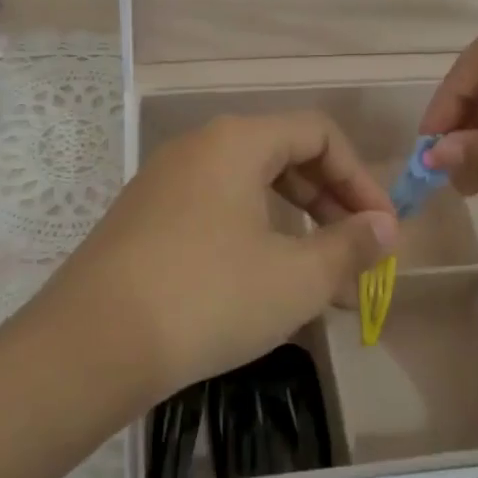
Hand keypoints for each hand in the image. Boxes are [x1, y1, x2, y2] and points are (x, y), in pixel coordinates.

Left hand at [39, 112, 397, 401]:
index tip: (382, 229)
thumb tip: (386, 227)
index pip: (318, 133)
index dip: (360, 178)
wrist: (91, 344)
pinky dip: (253, 234)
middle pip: (283, 154)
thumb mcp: (294, 278)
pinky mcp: (144, 216)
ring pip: (248, 186)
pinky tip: (262, 281)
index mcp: (236, 141)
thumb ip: (349, 246)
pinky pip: (215, 208)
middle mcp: (198, 147)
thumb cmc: (208, 298)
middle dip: (329, 202)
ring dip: (293, 223)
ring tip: (318, 276)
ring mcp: (165, 180)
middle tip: (356, 252)